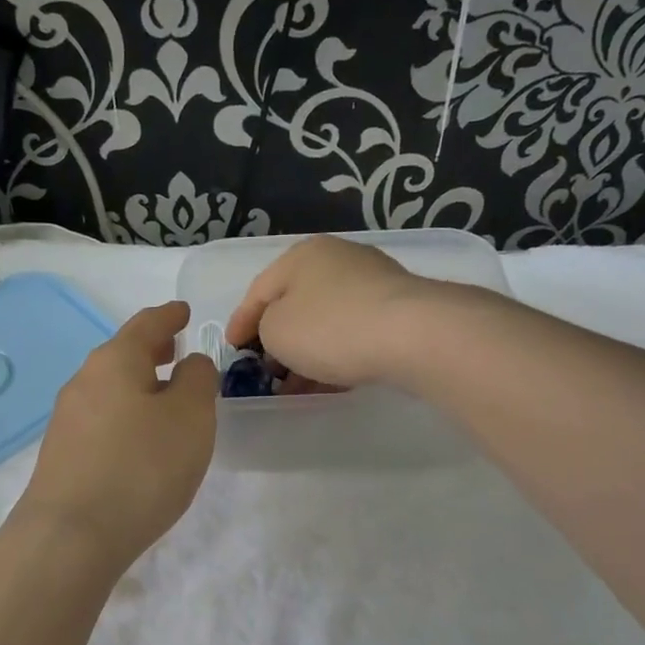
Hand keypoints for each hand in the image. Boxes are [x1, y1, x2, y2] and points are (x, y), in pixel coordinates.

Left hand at [19, 301, 217, 569]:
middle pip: (122, 354)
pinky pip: (102, 419)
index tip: (184, 312)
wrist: (71, 534)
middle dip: (151, 350)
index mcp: (115, 361)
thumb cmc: (141, 466)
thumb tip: (189, 364)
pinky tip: (138, 439)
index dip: (170, 316)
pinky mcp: (62, 454)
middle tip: (176, 350)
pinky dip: (125, 414)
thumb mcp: (191, 416)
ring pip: (110, 388)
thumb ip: (198, 379)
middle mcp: (84, 381)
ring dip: (138, 385)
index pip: (147, 324)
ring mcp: (67, 419)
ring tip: (164, 397)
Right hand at [225, 236, 435, 389]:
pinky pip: (351, 333)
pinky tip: (327, 383)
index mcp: (301, 256)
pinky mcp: (396, 310)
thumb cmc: (330, 327)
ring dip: (305, 354)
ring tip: (294, 388)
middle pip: (294, 304)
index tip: (231, 351)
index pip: (258, 291)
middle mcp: (336, 260)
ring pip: (324, 322)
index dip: (240, 323)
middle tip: (263, 371)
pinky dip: (333, 356)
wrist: (413, 335)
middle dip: (275, 340)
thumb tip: (279, 331)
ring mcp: (370, 283)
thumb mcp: (275, 330)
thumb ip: (264, 328)